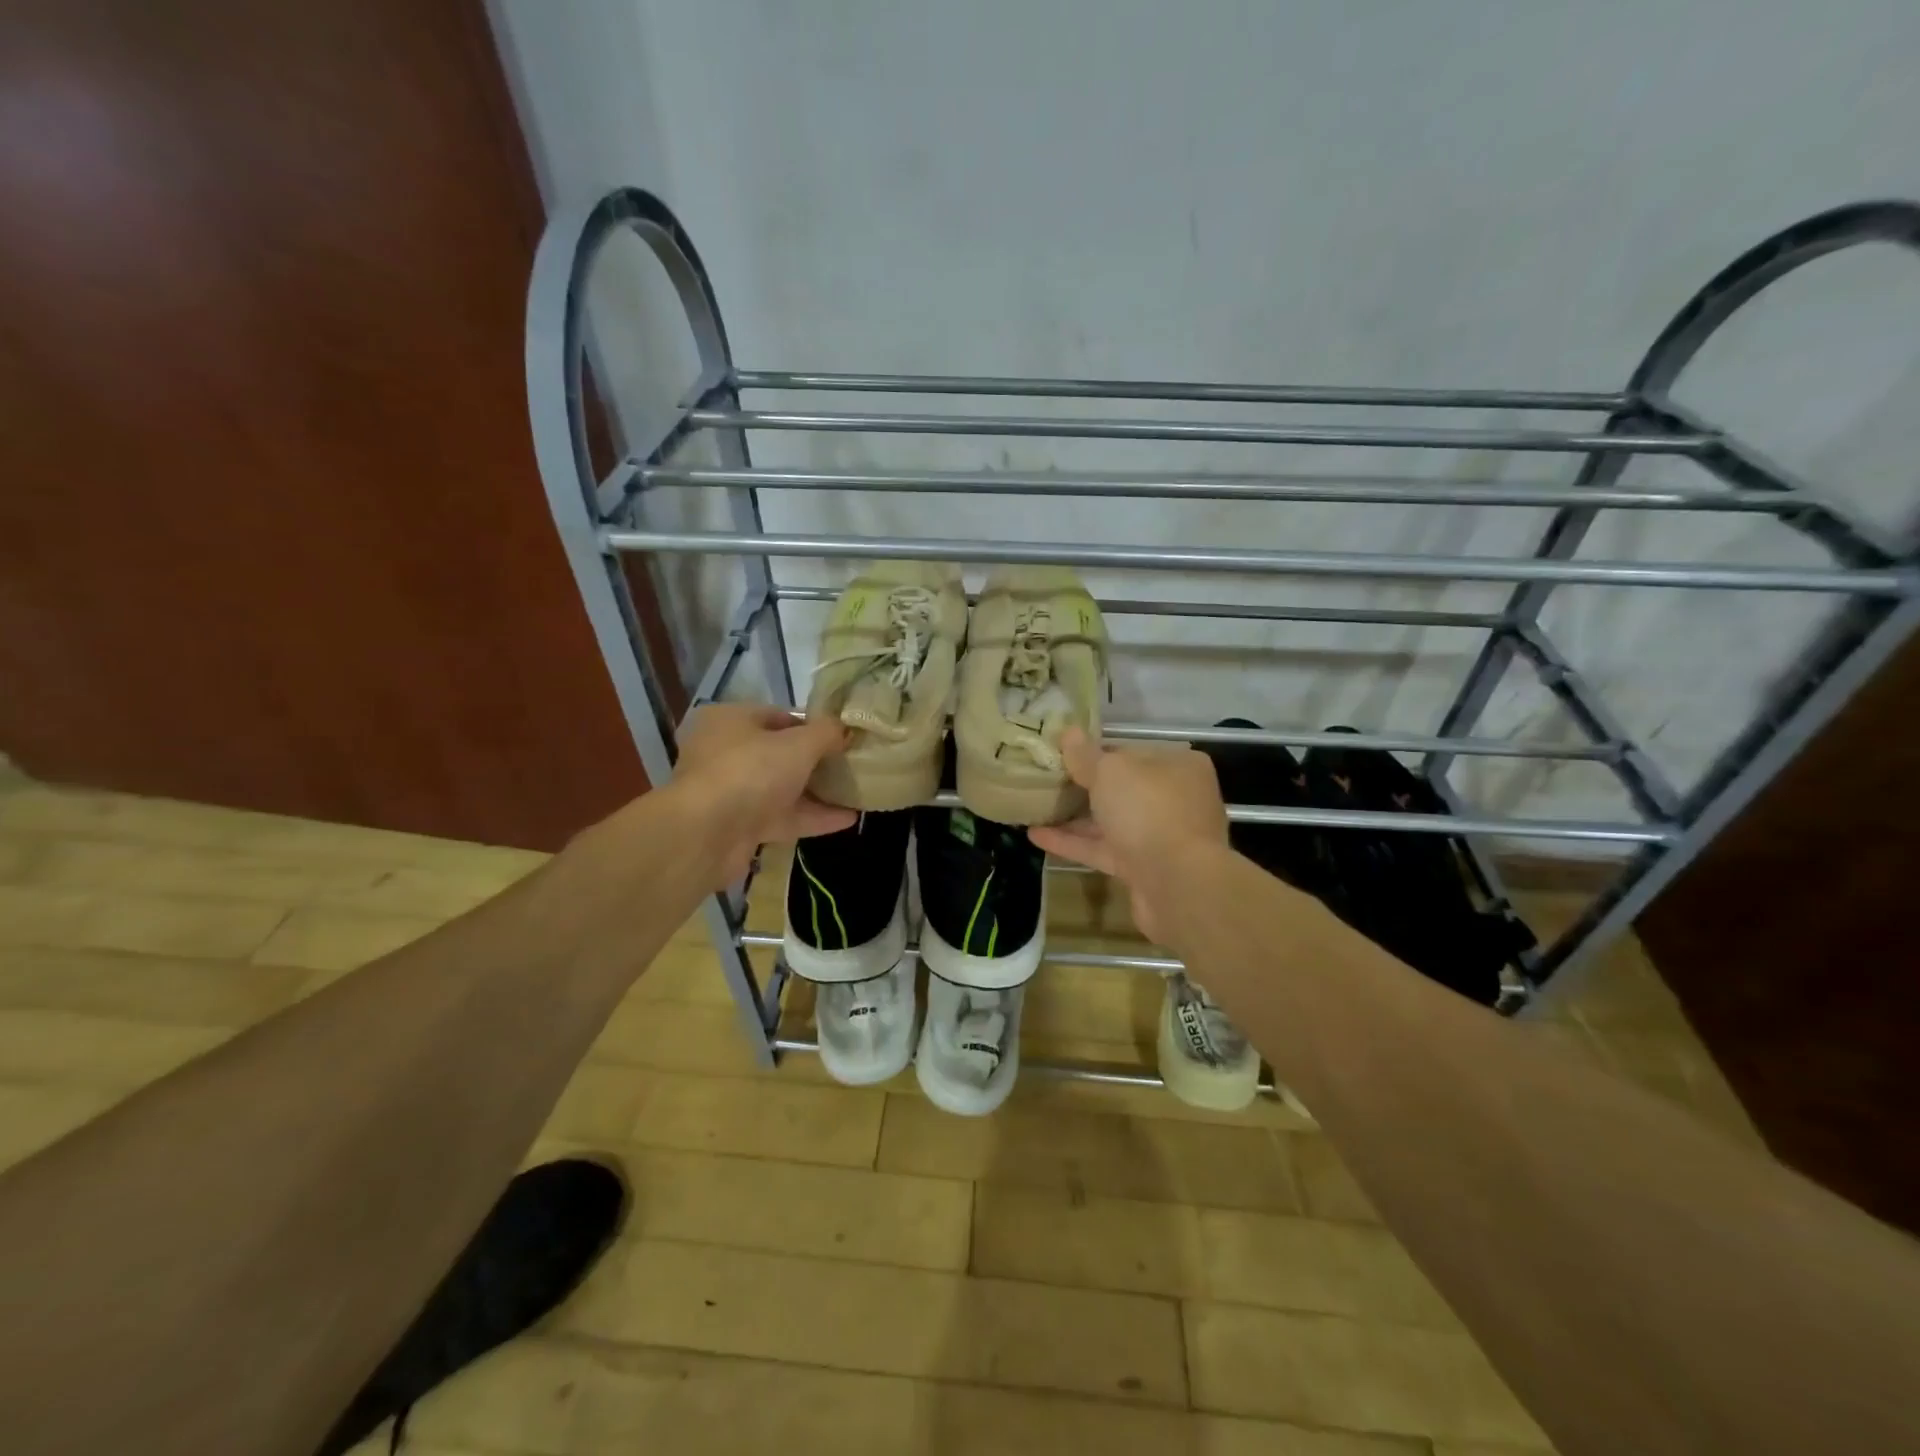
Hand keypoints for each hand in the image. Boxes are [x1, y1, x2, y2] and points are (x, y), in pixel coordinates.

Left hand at [669, 703, 855, 880]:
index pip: (779, 716)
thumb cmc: (751, 772)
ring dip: (818, 791)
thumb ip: (827, 733)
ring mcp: (731, 792)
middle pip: (780, 753)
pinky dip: (812, 817)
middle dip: (817, 761)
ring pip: (782, 787)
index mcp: (730, 720)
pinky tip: (847, 819)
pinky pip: (782, 817)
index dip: (813, 725)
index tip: (843, 736)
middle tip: (851, 764)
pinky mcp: (739, 826)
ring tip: (856, 792)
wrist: (706, 835)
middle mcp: (726, 752)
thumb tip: (845, 729)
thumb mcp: (798, 744)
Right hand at [1028, 727, 1227, 944]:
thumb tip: (1068, 732)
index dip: (1096, 752)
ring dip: (1075, 816)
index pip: (1131, 752)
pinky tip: (1036, 836)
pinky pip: (1104, 849)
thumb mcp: (1111, 772)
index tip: (1062, 754)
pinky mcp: (1144, 868)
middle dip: (1084, 786)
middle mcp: (1175, 799)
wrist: (1177, 884)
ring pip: (1112, 821)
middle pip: (1122, 788)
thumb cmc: (1148, 810)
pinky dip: (1074, 843)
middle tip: (1045, 780)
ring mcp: (1161, 836)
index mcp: (1178, 766)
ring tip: (1034, 807)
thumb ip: (1086, 755)